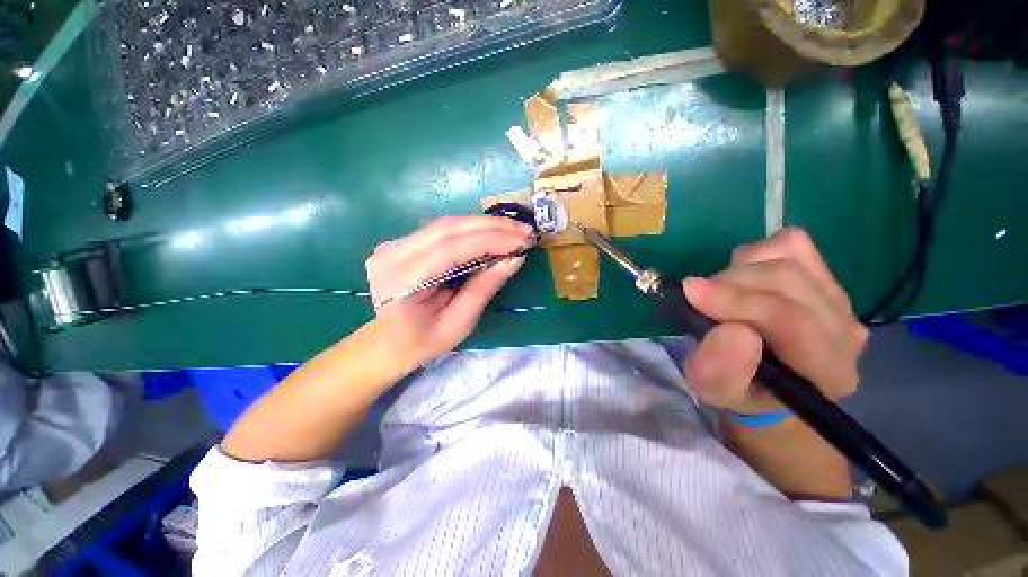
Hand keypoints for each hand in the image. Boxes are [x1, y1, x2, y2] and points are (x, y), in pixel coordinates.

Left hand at [366, 216, 534, 364]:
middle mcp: (392, 254)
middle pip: (448, 228)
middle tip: (524, 231)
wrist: (387, 342)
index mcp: (402, 282)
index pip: (451, 248)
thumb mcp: (458, 324)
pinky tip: (491, 233)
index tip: (523, 240)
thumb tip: (514, 259)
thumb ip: (483, 289)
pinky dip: (470, 229)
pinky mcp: (401, 242)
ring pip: (446, 224)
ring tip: (514, 230)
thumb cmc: (423, 342)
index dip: (491, 240)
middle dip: (492, 226)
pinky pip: (441, 230)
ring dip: (483, 225)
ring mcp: (393, 244)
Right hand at [681, 228, 867, 415]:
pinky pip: (791, 244)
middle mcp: (846, 331)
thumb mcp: (714, 389)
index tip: (691, 292)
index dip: (741, 303)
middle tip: (697, 296)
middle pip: (789, 282)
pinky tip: (743, 276)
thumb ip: (719, 370)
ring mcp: (838, 297)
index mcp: (827, 371)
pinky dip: (756, 254)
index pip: (794, 323)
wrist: (761, 376)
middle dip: (731, 284)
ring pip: (789, 259)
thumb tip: (731, 329)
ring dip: (739, 270)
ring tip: (720, 292)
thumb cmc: (737, 386)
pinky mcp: (824, 273)